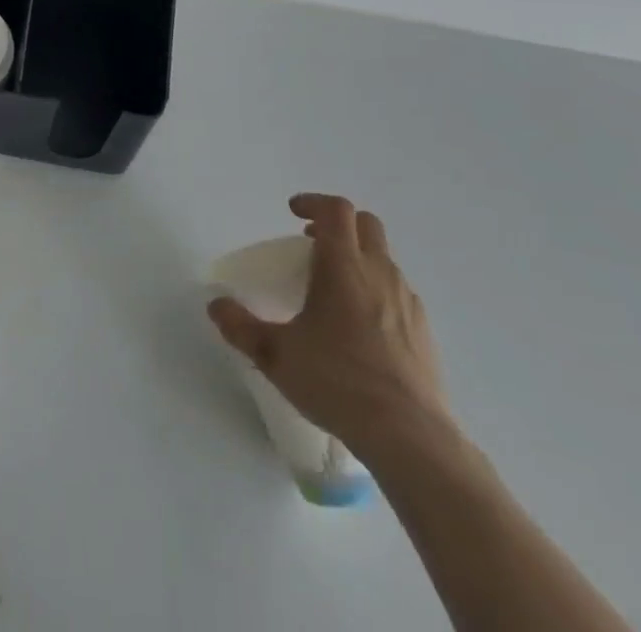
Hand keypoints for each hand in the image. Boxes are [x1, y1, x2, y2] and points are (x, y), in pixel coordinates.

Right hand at [207, 193, 448, 459]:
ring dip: (358, 258)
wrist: (411, 439)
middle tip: (311, 243)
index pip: (336, 209)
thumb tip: (216, 305)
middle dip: (338, 224)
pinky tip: (360, 326)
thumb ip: (240, 326)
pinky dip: (377, 291)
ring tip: (333, 288)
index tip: (292, 213)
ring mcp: (408, 303)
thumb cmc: (338, 382)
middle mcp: (379, 274)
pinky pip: (399, 294)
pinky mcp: (425, 333)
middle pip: (366, 224)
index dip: (313, 202)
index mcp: (343, 266)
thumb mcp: (275, 355)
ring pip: (384, 259)